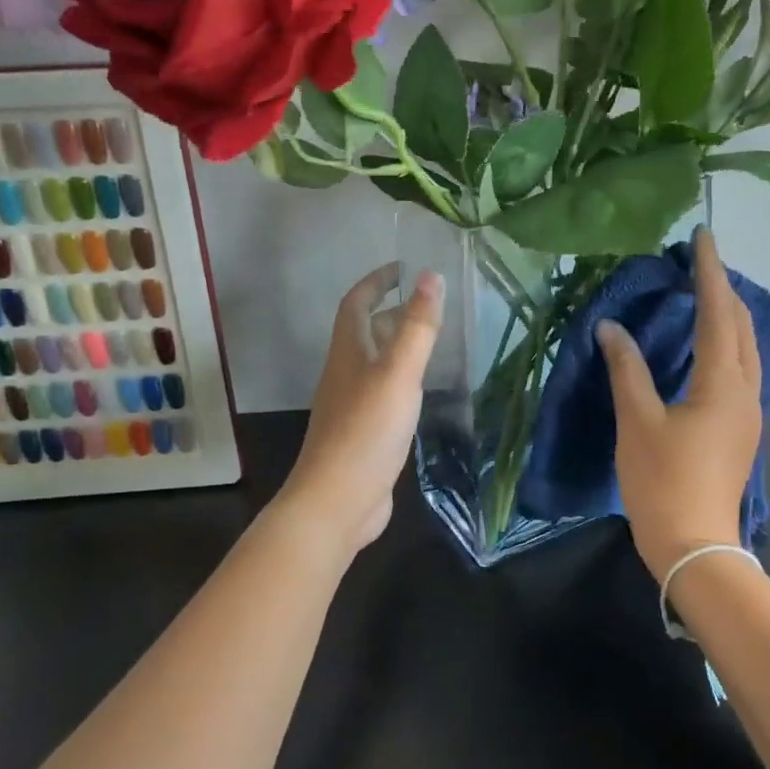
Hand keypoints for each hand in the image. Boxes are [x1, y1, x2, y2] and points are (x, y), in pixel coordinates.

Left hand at [280, 263, 443, 558]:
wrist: (338, 501)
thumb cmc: (366, 431)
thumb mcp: (398, 374)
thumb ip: (417, 327)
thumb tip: (430, 276)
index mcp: (348, 352)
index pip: (357, 303)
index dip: (376, 281)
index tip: (403, 267)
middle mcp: (346, 373)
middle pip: (365, 331)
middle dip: (392, 311)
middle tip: (428, 303)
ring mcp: (352, 405)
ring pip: (375, 363)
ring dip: (398, 345)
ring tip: (431, 340)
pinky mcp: (364, 433)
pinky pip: (383, 392)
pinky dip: (402, 380)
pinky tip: (421, 391)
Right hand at [598, 228, 762, 580]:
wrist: (694, 546)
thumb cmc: (663, 481)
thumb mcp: (637, 422)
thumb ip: (626, 370)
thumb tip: (612, 328)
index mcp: (723, 384)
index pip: (718, 313)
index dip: (710, 271)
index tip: (703, 236)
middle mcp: (746, 392)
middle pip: (742, 327)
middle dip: (724, 289)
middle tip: (699, 263)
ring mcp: (748, 414)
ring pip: (746, 350)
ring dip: (728, 316)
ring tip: (704, 294)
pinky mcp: (740, 430)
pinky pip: (740, 370)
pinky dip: (726, 344)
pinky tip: (706, 347)